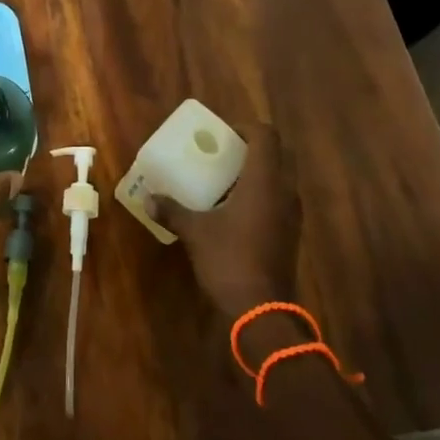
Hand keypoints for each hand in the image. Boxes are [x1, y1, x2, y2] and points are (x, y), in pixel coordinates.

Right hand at [155, 123, 297, 319]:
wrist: (262, 311)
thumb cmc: (229, 260)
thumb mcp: (195, 232)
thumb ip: (172, 211)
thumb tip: (148, 198)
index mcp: (264, 181)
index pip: (266, 136)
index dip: (246, 128)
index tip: (223, 135)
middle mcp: (284, 191)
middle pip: (279, 153)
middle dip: (254, 148)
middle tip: (225, 153)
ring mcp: (292, 214)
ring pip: (281, 178)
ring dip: (259, 172)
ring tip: (227, 179)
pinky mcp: (291, 233)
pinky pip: (280, 199)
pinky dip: (263, 194)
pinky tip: (236, 209)